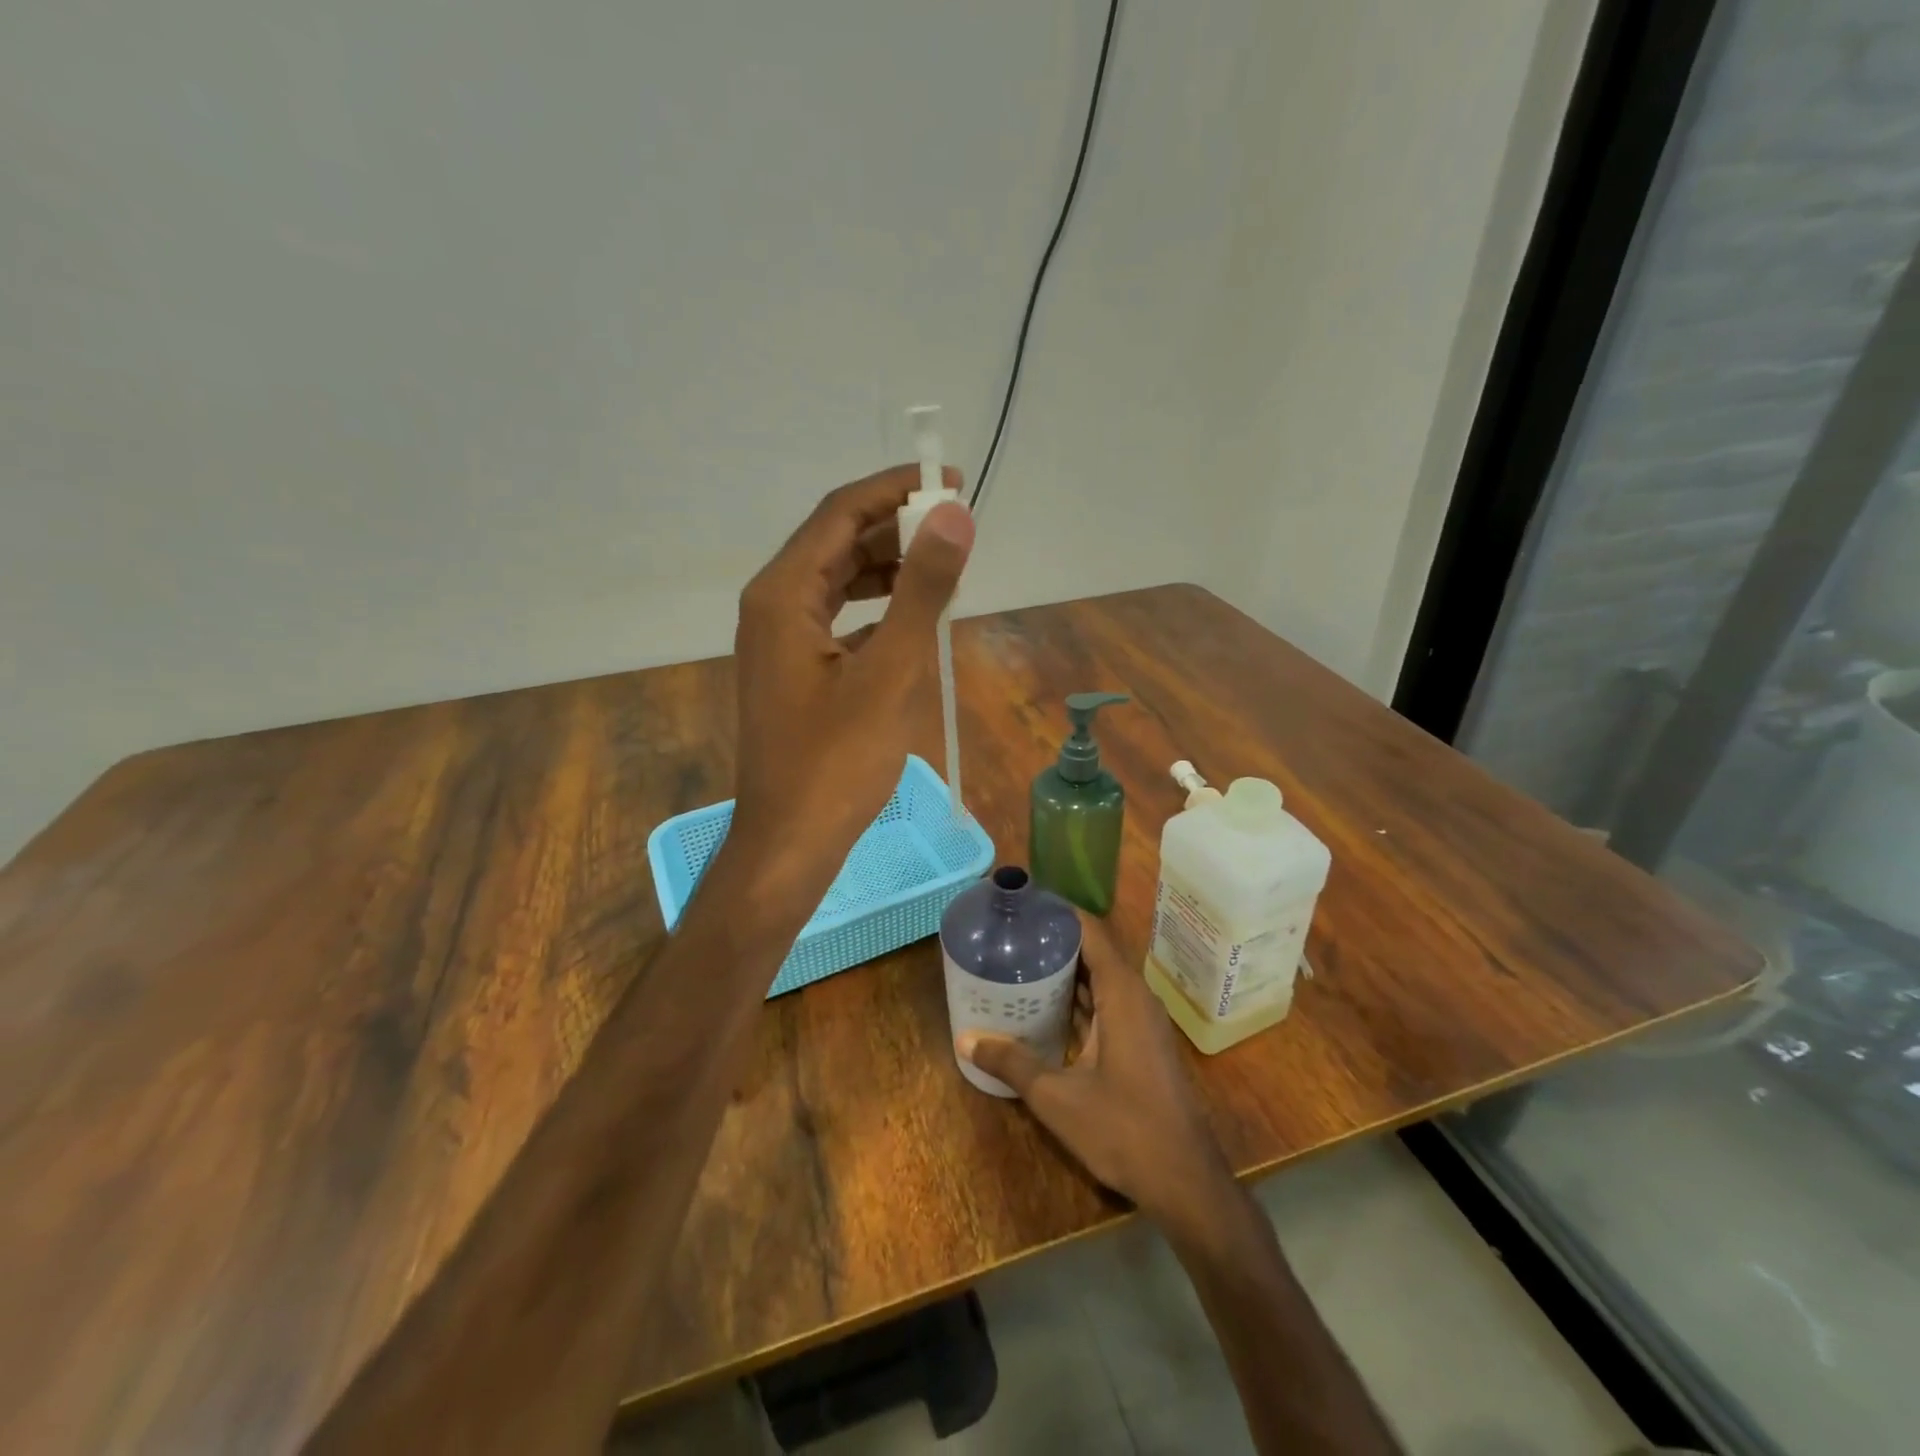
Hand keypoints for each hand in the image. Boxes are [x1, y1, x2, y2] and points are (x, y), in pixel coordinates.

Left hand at [726, 464, 973, 907]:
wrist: (789, 843)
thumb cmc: (836, 762)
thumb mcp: (889, 672)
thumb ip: (922, 590)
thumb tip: (954, 514)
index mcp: (782, 594)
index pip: (841, 513)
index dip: (895, 489)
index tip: (951, 481)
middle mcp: (772, 605)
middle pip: (836, 541)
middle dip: (896, 527)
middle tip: (957, 527)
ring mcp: (780, 640)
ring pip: (838, 580)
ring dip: (889, 567)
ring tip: (944, 568)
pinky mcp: (794, 670)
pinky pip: (838, 618)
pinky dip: (877, 608)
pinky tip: (914, 618)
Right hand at [958, 915, 1232, 1223]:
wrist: (1185, 1180)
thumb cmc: (1124, 1129)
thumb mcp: (1057, 1098)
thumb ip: (1012, 1064)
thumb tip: (966, 1039)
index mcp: (1122, 994)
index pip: (1091, 932)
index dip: (1059, 913)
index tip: (1024, 904)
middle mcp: (1136, 998)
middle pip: (1095, 952)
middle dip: (1055, 940)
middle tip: (1011, 935)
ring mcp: (1142, 1022)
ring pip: (1102, 980)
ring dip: (1067, 971)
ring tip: (1021, 962)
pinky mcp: (1142, 1043)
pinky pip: (1108, 1004)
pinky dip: (1079, 999)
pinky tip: (1046, 1009)